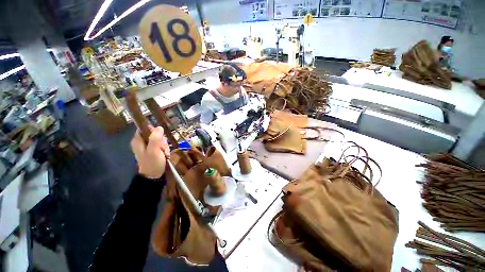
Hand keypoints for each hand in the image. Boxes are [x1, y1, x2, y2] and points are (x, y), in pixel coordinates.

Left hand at [131, 127, 170, 178]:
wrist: (154, 176)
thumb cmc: (152, 163)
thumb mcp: (154, 150)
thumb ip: (155, 138)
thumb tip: (159, 127)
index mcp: (138, 140)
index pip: (145, 128)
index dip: (154, 130)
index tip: (160, 137)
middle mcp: (142, 142)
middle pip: (155, 134)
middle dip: (162, 140)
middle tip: (162, 148)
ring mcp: (149, 146)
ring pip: (160, 139)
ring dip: (165, 145)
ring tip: (164, 153)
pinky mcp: (154, 150)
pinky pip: (162, 145)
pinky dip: (165, 149)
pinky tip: (165, 154)